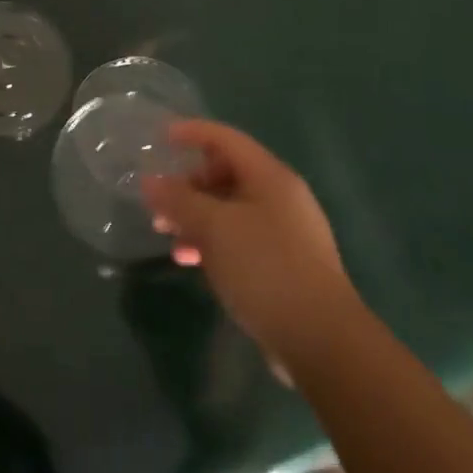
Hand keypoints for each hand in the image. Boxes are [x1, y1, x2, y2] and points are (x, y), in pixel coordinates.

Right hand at [141, 120, 359, 373]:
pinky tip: (192, 262)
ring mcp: (284, 233)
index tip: (159, 138)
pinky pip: (238, 239)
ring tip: (167, 237)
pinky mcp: (282, 265)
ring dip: (195, 218)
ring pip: (229, 210)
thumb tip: (150, 181)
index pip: (225, 139)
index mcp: (270, 178)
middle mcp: (280, 198)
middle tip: (157, 203)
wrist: (321, 340)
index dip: (191, 132)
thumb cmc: (265, 268)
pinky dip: (212, 243)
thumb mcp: (213, 227)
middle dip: (187, 185)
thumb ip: (178, 200)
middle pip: (225, 174)